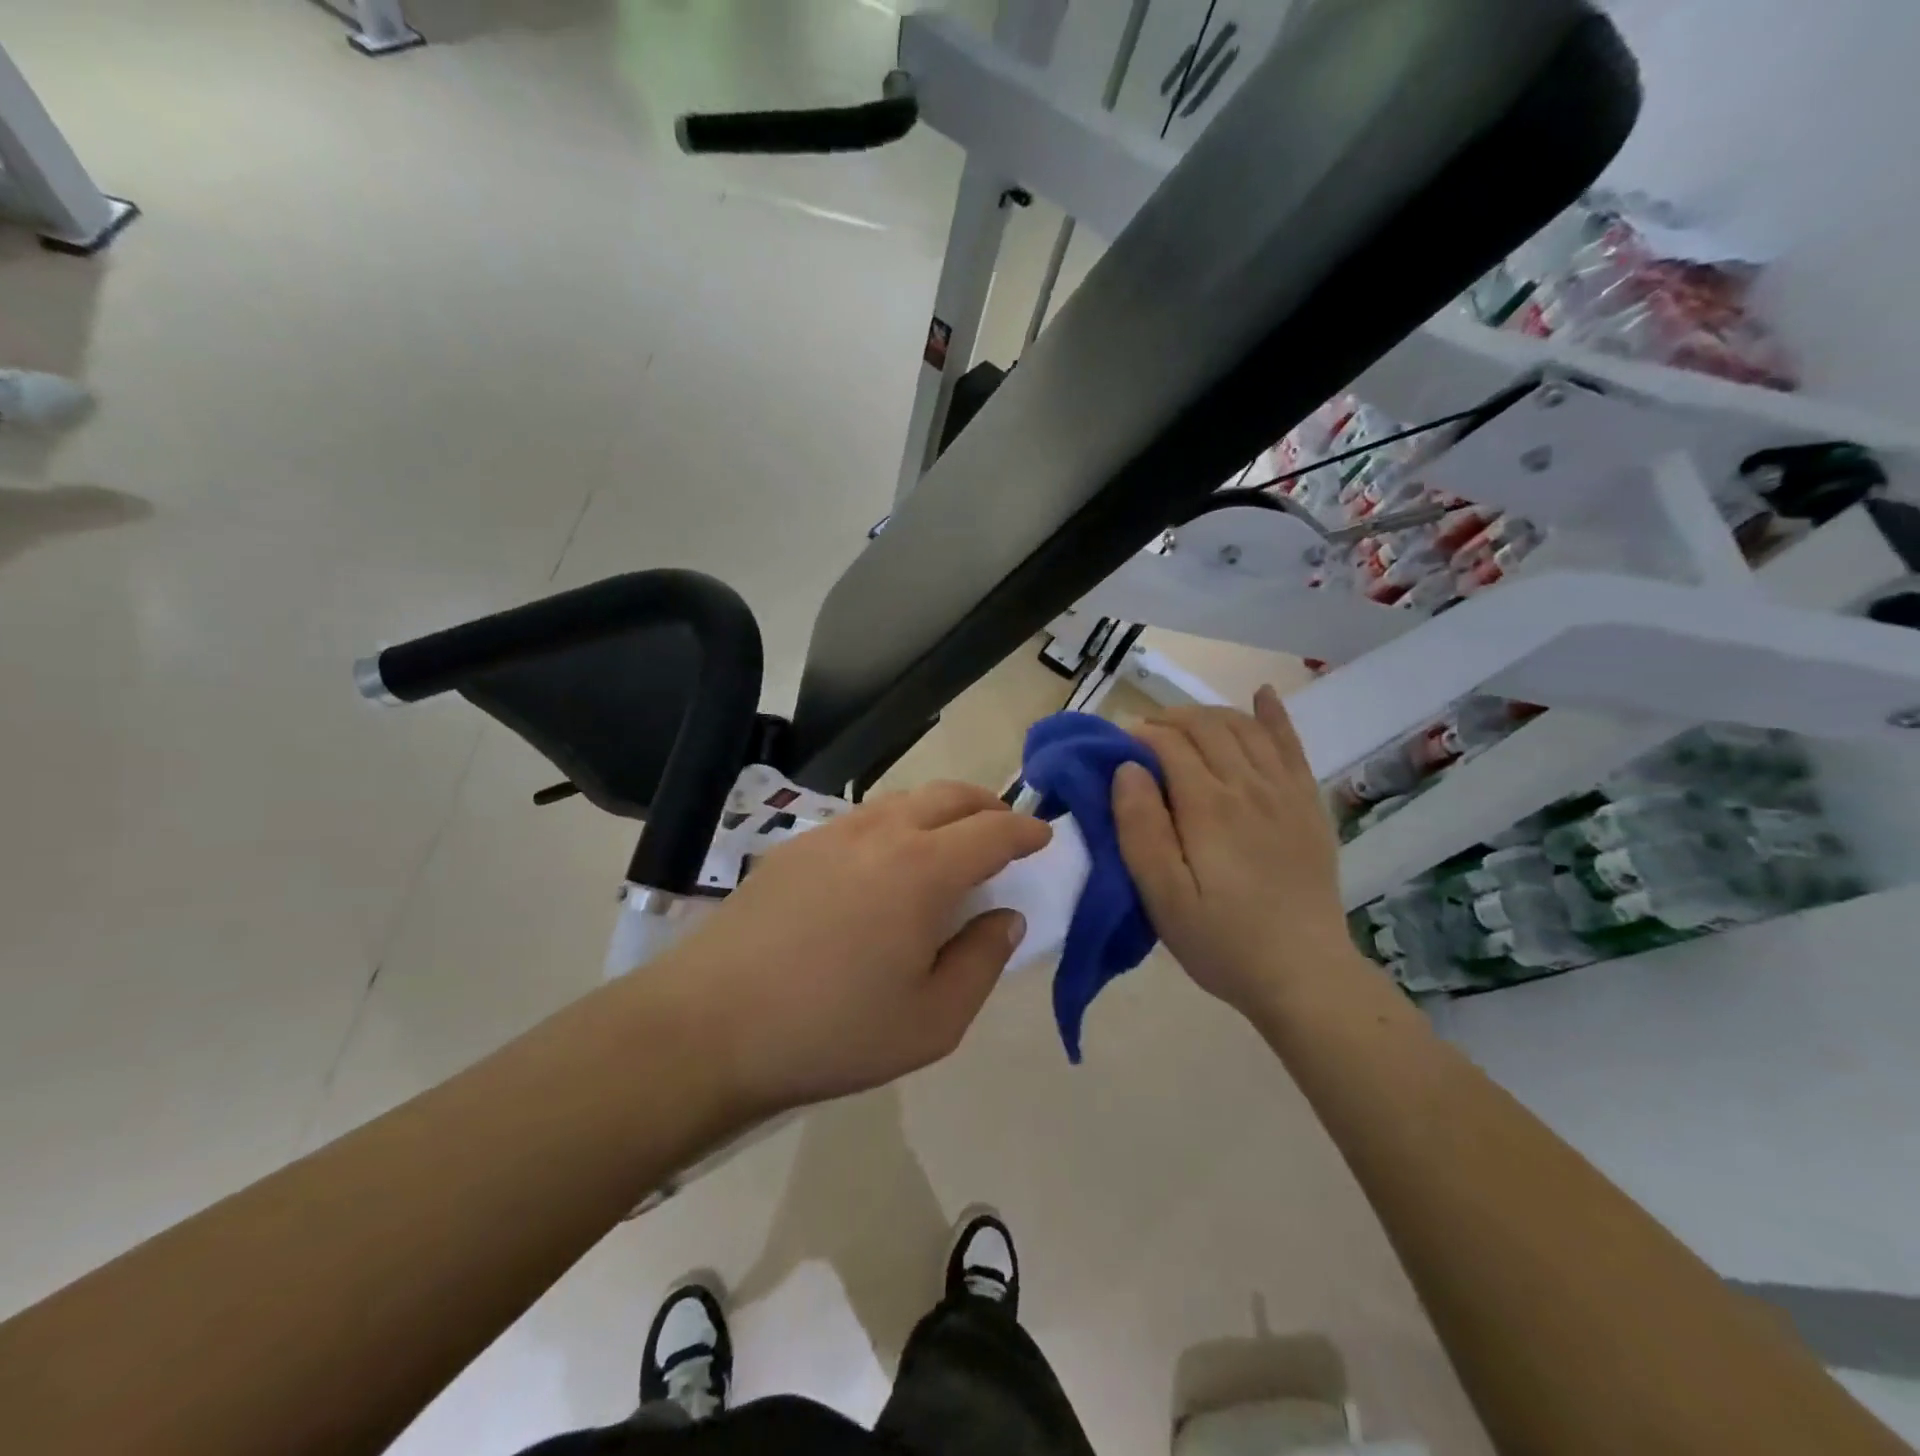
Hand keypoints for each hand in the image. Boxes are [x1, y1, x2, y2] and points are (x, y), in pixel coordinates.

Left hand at [657, 782, 1050, 1117]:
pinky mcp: (796, 846)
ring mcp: (833, 832)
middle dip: (988, 806)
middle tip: (1005, 831)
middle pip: (950, 795)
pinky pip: (865, 818)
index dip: (1026, 830)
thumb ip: (982, 961)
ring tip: (950, 844)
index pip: (993, 829)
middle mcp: (882, 832)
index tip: (1044, 838)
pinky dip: (897, 824)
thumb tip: (1006, 917)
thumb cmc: (832, 1030)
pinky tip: (886, 863)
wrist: (709, 1025)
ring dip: (941, 811)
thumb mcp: (932, 1021)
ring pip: (904, 800)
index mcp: (924, 869)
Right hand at [1112, 686, 1359, 1018]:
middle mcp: (1249, 785)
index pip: (1170, 744)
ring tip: (1184, 724)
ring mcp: (1285, 792)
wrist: (1305, 976)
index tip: (1117, 746)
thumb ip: (1140, 828)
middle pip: (1207, 727)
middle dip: (1169, 720)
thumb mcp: (1163, 896)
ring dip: (1209, 714)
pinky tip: (1262, 695)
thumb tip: (1127, 768)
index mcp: (1208, 805)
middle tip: (1144, 736)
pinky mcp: (1308, 805)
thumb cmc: (1221, 941)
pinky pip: (1292, 745)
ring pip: (1244, 728)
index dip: (1140, 735)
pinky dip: (1274, 715)